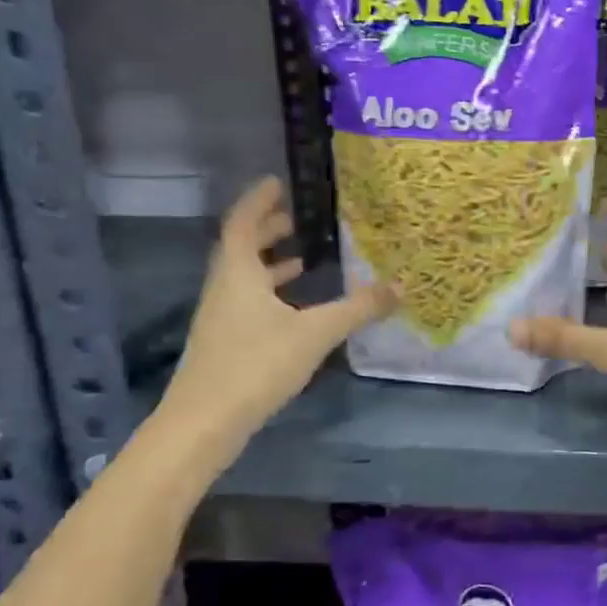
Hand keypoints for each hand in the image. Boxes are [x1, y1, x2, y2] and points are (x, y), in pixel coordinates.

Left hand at [164, 177, 395, 435]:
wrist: (205, 423)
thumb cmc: (256, 364)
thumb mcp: (315, 332)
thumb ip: (358, 308)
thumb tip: (401, 285)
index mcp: (238, 274)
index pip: (242, 222)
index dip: (258, 200)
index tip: (277, 182)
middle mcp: (225, 289)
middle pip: (241, 248)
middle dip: (267, 229)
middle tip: (296, 217)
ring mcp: (221, 318)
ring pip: (245, 278)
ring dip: (270, 263)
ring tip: (303, 259)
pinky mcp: (226, 343)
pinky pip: (249, 302)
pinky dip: (271, 293)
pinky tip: (296, 309)